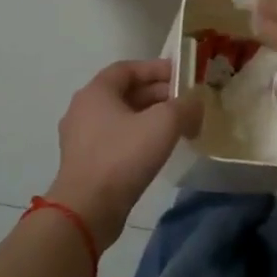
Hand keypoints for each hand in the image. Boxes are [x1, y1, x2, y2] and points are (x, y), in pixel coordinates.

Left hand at [47, 59, 202, 246]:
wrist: (88, 209)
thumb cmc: (123, 156)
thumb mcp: (163, 123)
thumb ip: (185, 106)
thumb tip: (195, 103)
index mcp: (96, 92)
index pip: (128, 68)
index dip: (157, 68)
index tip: (183, 75)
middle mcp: (83, 109)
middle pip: (125, 92)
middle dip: (158, 94)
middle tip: (187, 103)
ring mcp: (81, 138)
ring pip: (122, 117)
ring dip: (150, 117)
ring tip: (179, 126)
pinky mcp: (86, 162)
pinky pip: (116, 139)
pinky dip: (139, 137)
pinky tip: (159, 150)